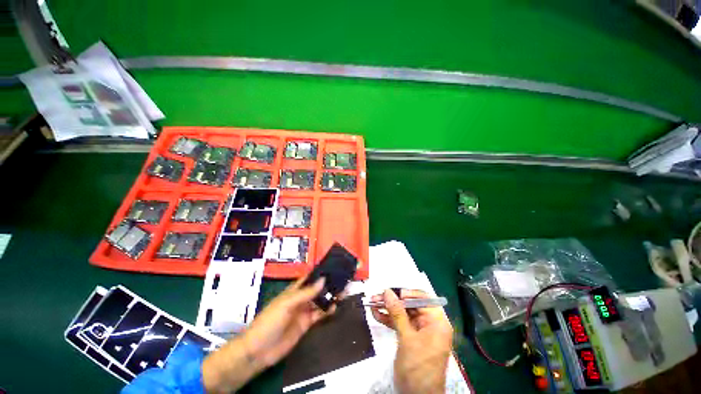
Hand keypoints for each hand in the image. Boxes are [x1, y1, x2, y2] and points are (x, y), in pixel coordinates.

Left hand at [243, 276, 334, 366]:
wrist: (259, 351)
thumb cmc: (269, 321)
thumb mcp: (287, 304)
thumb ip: (306, 293)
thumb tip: (323, 279)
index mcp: (294, 290)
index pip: (309, 278)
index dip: (320, 272)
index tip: (334, 267)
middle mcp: (300, 298)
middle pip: (317, 289)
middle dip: (328, 285)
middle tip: (343, 280)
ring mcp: (304, 311)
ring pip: (320, 301)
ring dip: (330, 297)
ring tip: (343, 292)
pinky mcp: (306, 324)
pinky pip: (319, 315)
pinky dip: (327, 311)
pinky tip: (335, 307)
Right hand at [371, 289, 452, 393]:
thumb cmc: (418, 367)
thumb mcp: (407, 338)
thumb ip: (397, 312)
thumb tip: (388, 291)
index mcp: (437, 322)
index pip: (423, 298)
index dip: (407, 294)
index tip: (391, 293)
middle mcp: (430, 324)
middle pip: (410, 305)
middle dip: (392, 301)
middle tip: (376, 297)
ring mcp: (420, 331)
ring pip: (403, 313)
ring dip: (387, 309)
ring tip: (372, 303)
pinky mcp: (411, 338)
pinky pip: (399, 323)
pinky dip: (389, 319)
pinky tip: (377, 314)